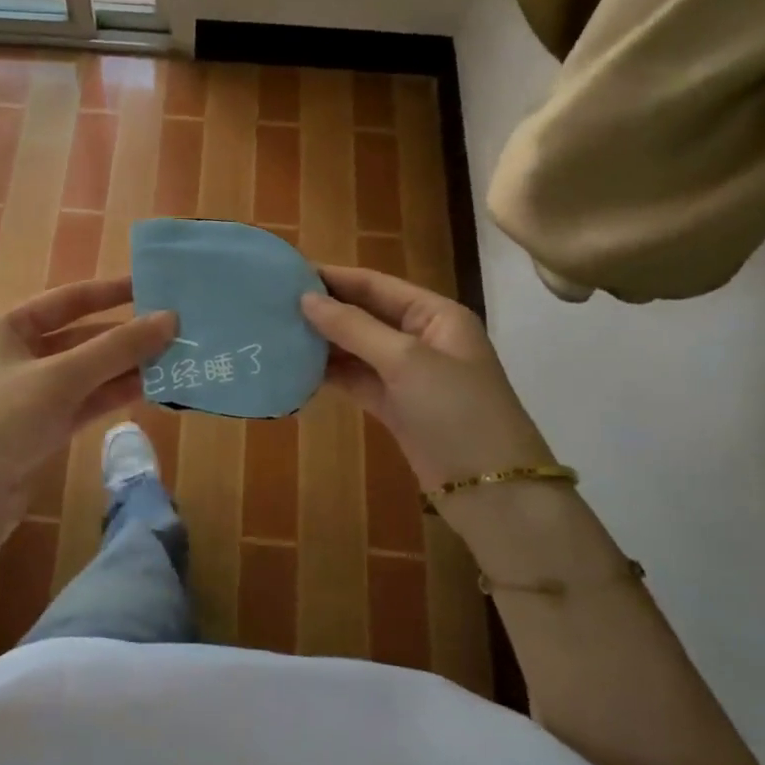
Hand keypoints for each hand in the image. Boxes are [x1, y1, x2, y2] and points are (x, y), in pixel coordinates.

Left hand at [0, 276, 175, 536]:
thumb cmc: (3, 418)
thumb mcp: (62, 376)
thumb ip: (117, 348)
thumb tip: (171, 319)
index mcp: (5, 328)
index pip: (65, 299)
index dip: (108, 292)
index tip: (150, 287)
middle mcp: (14, 357)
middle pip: (77, 338)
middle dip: (122, 336)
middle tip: (171, 331)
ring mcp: (27, 397)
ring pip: (83, 373)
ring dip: (122, 367)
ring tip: (170, 360)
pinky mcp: (39, 431)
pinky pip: (82, 403)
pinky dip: (111, 395)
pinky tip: (148, 390)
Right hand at [301, 266, 552, 486]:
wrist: (491, 490)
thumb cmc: (456, 410)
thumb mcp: (406, 361)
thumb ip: (354, 327)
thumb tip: (305, 299)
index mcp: (435, 314)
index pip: (376, 284)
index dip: (334, 278)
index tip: (287, 274)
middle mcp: (421, 337)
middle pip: (364, 314)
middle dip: (324, 309)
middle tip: (273, 304)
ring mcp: (407, 374)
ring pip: (357, 348)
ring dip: (323, 342)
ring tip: (277, 332)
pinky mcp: (395, 405)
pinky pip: (356, 379)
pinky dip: (330, 374)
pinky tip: (296, 368)